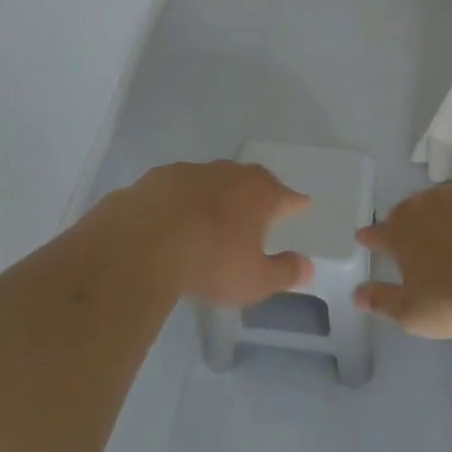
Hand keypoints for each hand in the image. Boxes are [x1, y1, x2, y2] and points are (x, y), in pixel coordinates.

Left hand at [120, 160, 314, 306]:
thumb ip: (284, 272)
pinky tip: (174, 218)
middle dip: (258, 194)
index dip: (296, 204)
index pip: (288, 196)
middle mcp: (231, 173)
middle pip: (252, 180)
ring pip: (214, 180)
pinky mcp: (160, 177)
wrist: (143, 242)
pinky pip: (179, 187)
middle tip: (260, 210)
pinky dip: (182, 200)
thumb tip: (307, 266)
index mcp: (260, 194)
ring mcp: (193, 170)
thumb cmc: (210, 261)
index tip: (302, 206)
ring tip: (213, 216)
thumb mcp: (254, 280)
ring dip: (217, 195)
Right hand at [354, 184, 451, 338]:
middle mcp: (423, 211)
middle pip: (404, 210)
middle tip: (397, 226)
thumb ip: (382, 301)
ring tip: (428, 216)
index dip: (369, 236)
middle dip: (398, 218)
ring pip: (432, 199)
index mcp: (401, 236)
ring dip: (426, 207)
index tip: (362, 237)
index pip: (378, 234)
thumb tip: (356, 295)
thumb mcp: (412, 313)